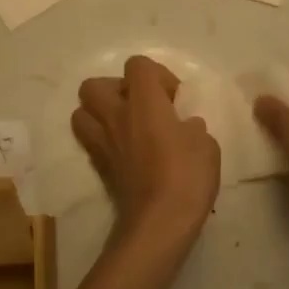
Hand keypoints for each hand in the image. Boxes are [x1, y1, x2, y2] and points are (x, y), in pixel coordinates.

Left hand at [73, 56, 219, 244]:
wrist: (159, 223)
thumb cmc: (186, 176)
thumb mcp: (206, 145)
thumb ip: (192, 127)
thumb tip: (184, 126)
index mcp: (143, 101)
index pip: (137, 65)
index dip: (157, 76)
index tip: (173, 99)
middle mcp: (116, 115)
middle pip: (94, 84)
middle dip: (116, 90)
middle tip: (141, 108)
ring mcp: (102, 141)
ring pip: (81, 111)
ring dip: (100, 113)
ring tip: (126, 127)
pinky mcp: (98, 166)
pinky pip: (89, 140)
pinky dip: (102, 139)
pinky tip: (124, 152)